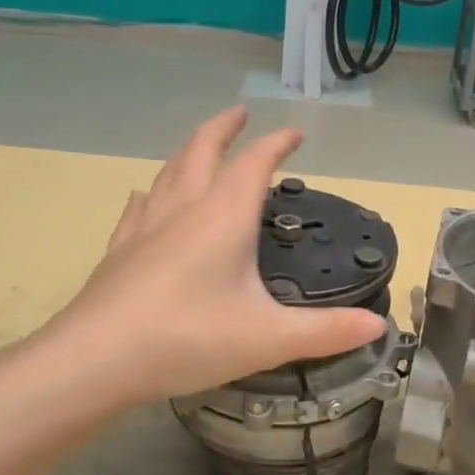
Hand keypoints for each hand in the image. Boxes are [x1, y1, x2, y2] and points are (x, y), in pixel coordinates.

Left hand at [49, 108, 385, 404]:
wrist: (96, 360)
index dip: (277, 143)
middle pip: (203, 150)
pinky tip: (146, 196)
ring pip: (169, 172)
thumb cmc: (188, 339)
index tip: (294, 133)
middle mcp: (183, 210)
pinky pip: (138, 208)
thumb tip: (379, 327)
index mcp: (223, 218)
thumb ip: (326, 331)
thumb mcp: (268, 339)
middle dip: (224, 128)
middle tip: (239, 113)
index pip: (255, 163)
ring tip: (200, 147)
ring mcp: (145, 228)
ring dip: (188, 151)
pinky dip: (151, 193)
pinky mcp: (118, 251)